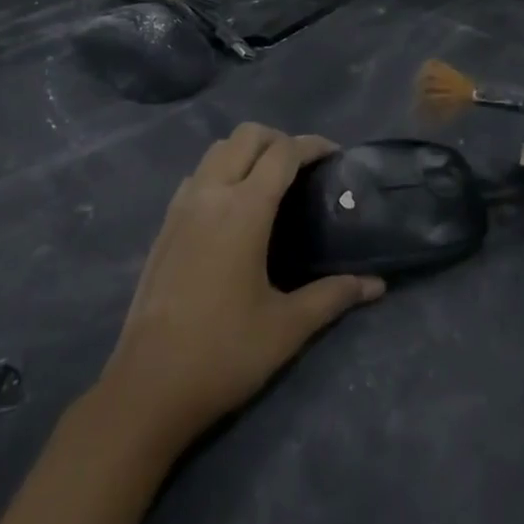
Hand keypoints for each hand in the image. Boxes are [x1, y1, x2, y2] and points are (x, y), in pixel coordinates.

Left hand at [98, 124, 384, 447]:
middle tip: (304, 168)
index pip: (283, 152)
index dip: (313, 145)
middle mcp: (210, 194)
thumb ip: (333, 296)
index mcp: (243, 209)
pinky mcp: (164, 226)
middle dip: (279, 139)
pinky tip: (233, 209)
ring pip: (217, 150)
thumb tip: (376, 285)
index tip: (336, 155)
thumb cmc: (224, 354)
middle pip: (246, 135)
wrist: (147, 388)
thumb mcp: (287, 327)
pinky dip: (221, 171)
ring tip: (270, 182)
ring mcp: (181, 207)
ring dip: (247, 151)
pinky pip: (197, 175)